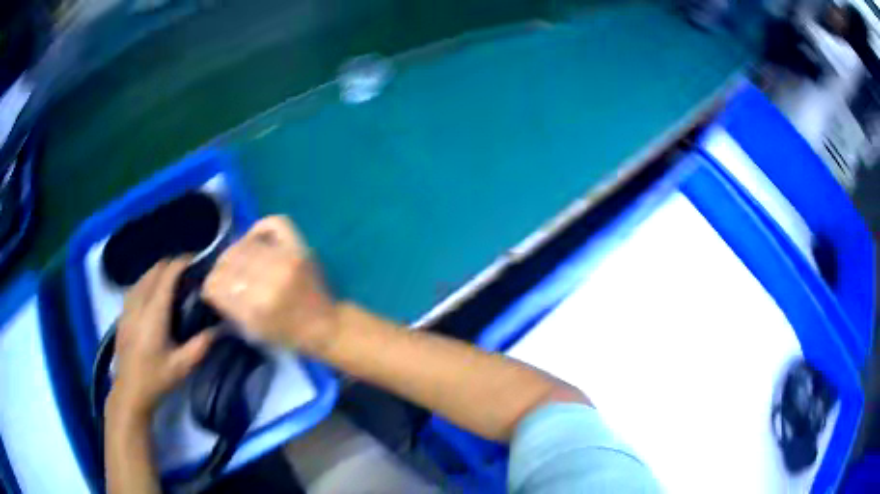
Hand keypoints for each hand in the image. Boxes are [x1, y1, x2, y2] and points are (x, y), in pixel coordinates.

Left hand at [108, 259, 214, 421]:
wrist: (129, 390)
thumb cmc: (157, 378)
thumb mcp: (183, 366)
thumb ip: (202, 344)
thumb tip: (222, 327)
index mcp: (154, 311)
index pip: (168, 273)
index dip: (183, 262)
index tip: (199, 262)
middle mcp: (139, 301)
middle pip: (156, 268)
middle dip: (173, 265)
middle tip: (190, 275)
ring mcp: (128, 305)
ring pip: (145, 274)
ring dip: (160, 272)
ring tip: (175, 283)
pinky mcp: (123, 311)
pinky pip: (137, 285)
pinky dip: (149, 281)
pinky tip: (156, 296)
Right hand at [203, 216, 337, 354]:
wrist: (326, 326)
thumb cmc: (288, 335)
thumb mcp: (253, 332)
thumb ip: (229, 308)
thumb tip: (212, 285)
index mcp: (255, 309)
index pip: (216, 285)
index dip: (210, 287)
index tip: (213, 290)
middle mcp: (269, 280)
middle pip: (227, 261)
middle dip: (221, 270)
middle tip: (225, 276)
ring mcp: (286, 260)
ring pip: (244, 243)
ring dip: (236, 251)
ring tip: (239, 261)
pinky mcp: (300, 248)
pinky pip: (273, 223)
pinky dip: (260, 229)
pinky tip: (256, 242)